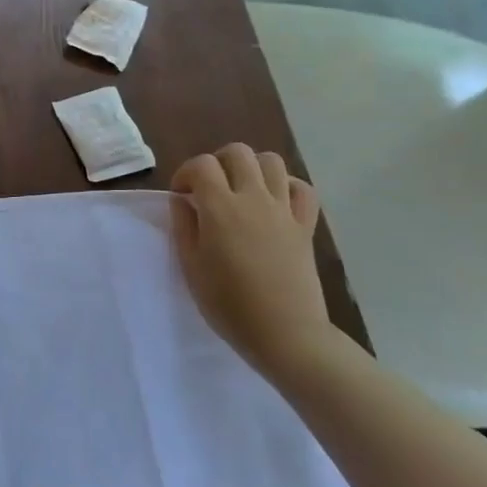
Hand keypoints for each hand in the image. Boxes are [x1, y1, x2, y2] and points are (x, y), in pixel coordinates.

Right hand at [172, 144, 328, 370]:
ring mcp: (284, 210)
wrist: (284, 334)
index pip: (201, 165)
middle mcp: (254, 199)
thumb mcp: (191, 267)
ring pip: (272, 162)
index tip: (181, 195)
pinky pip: (302, 189)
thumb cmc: (228, 304)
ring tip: (241, 190)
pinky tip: (274, 201)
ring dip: (251, 167)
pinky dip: (287, 186)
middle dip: (218, 162)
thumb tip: (183, 201)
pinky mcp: (305, 225)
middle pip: (238, 153)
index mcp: (220, 208)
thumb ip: (184, 226)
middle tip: (209, 188)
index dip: (185, 173)